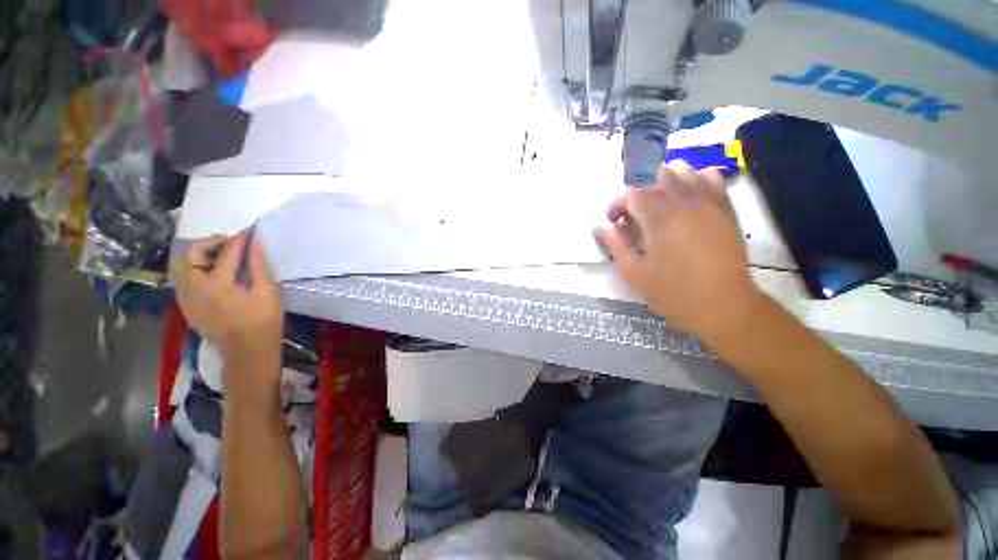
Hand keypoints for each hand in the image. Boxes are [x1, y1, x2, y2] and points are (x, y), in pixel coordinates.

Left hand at [170, 232, 284, 365]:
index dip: (239, 240)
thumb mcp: (267, 292)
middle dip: (211, 243)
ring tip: (219, 256)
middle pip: (192, 254)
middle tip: (231, 243)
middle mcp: (194, 288)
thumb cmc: (263, 321)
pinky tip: (211, 272)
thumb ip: (259, 266)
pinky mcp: (185, 305)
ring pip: (181, 266)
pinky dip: (193, 268)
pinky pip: (181, 279)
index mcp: (218, 285)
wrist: (247, 350)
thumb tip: (256, 243)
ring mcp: (186, 297)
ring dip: (199, 255)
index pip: (227, 253)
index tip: (250, 231)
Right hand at [595, 161, 765, 343]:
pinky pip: (710, 178)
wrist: (724, 306)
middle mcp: (686, 202)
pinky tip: (686, 200)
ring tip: (657, 205)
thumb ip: (616, 245)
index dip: (617, 203)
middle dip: (637, 191)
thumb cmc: (673, 293)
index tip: (612, 220)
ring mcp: (710, 202)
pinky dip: (694, 181)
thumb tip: (600, 226)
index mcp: (661, 219)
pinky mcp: (726, 208)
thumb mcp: (634, 273)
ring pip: (684, 170)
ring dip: (663, 182)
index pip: (632, 193)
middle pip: (655, 175)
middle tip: (632, 214)